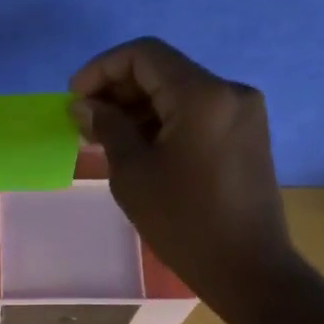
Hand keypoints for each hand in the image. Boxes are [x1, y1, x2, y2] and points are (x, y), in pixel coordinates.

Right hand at [70, 37, 297, 310]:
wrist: (248, 268)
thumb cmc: (183, 222)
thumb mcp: (133, 173)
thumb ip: (107, 127)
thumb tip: (85, 104)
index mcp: (202, 95)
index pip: (143, 55)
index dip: (101, 69)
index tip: (74, 99)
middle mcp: (229, 91)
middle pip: (163, 70)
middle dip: (118, 90)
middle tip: (85, 123)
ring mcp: (243, 112)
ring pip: (179, 91)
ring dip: (139, 107)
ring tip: (105, 139)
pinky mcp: (246, 134)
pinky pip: (197, 112)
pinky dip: (164, 121)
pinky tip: (139, 147)